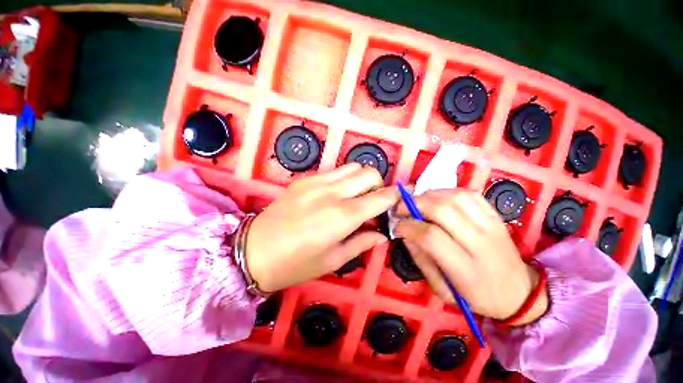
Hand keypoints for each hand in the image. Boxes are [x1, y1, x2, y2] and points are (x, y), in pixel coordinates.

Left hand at [245, 163, 398, 292]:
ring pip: (352, 167)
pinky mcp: (304, 179)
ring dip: (361, 179)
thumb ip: (362, 243)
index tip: (399, 201)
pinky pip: (334, 171)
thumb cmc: (295, 264)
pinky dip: (344, 179)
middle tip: (373, 202)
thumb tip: (382, 234)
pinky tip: (336, 195)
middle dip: (379, 185)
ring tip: (356, 196)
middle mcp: (332, 192)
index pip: (380, 197)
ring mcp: (316, 182)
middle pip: (368, 173)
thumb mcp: (334, 260)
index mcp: (342, 216)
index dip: (394, 197)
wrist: (253, 251)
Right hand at [393, 189, 547, 324]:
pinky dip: (448, 191)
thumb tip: (405, 234)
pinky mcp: (496, 216)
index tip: (397, 227)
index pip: (430, 237)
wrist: (519, 293)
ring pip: (455, 197)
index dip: (408, 227)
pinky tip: (437, 199)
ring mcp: (491, 226)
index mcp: (466, 269)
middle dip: (414, 205)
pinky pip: (470, 194)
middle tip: (401, 209)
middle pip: (442, 210)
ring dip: (429, 195)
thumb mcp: (443, 290)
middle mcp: (480, 243)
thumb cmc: (477, 297)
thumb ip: (421, 261)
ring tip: (417, 202)